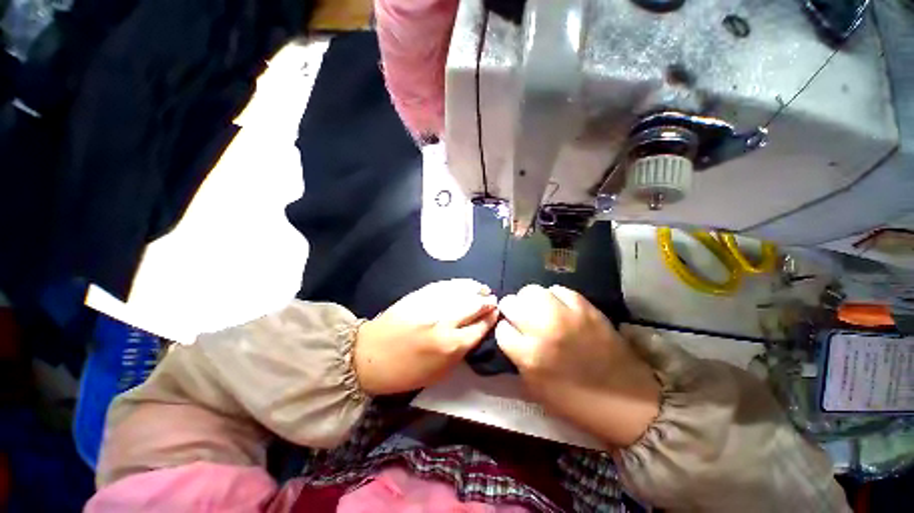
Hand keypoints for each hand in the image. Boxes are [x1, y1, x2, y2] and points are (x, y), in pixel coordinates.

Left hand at [354, 279, 497, 394]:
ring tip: (484, 290)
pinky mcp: (420, 295)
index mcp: (451, 345)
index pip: (479, 327)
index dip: (490, 319)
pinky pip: (446, 286)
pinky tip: (466, 284)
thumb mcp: (440, 373)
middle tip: (493, 300)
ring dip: (476, 290)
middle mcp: (445, 321)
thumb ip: (461, 352)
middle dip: (487, 303)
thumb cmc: (405, 372)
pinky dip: (459, 284)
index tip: (496, 314)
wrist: (369, 355)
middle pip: (474, 306)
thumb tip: (476, 333)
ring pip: (462, 292)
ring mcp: (432, 305)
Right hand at [495, 285, 660, 446]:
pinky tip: (560, 308)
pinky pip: (559, 290)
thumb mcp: (535, 387)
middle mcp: (543, 330)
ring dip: (530, 300)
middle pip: (511, 303)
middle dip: (512, 310)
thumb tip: (511, 334)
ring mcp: (565, 315)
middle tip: (522, 318)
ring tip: (539, 310)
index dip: (505, 332)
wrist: (627, 399)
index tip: (512, 335)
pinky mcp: (585, 307)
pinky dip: (554, 297)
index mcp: (529, 356)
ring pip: (532, 291)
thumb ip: (518, 357)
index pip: (501, 329)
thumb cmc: (576, 401)